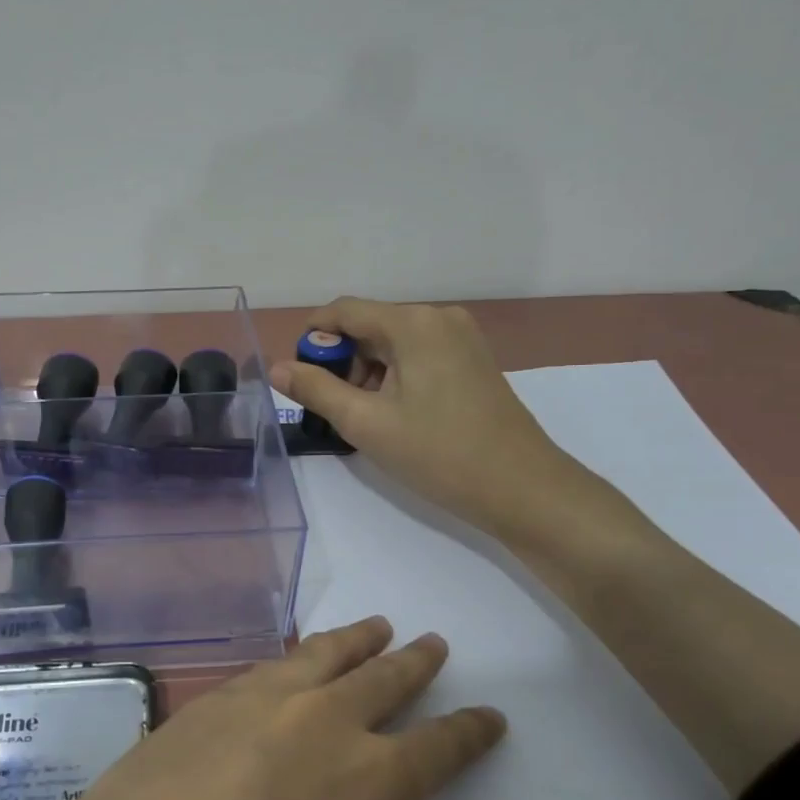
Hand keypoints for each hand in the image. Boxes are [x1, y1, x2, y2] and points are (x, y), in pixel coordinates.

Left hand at [0, 618, 549, 799]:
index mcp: (373, 777)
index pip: (442, 743)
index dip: (471, 729)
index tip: (490, 714)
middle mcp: (324, 719)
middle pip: (384, 677)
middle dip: (415, 661)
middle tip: (433, 642)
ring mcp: (262, 698)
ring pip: (326, 654)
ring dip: (358, 639)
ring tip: (377, 626)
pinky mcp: (212, 697)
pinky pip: (272, 663)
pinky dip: (299, 653)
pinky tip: (295, 660)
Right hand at [271, 297, 591, 540]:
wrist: (523, 488)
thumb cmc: (439, 454)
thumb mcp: (366, 423)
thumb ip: (316, 389)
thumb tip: (276, 368)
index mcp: (413, 323)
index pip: (343, 311)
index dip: (312, 338)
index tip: (299, 378)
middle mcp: (438, 318)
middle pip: (369, 326)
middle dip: (342, 362)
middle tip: (336, 410)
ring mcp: (461, 338)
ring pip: (392, 344)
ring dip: (368, 373)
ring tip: (367, 420)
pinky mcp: (472, 360)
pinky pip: (417, 356)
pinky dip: (395, 378)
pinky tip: (396, 416)